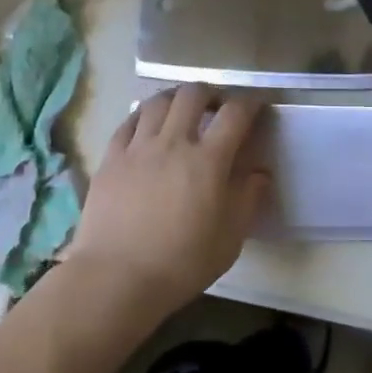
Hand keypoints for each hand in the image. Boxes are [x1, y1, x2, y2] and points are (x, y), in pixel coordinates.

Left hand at [70, 84, 267, 318]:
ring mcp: (138, 147)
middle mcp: (173, 142)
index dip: (250, 102)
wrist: (115, 280)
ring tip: (180, 111)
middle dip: (210, 93)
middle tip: (215, 107)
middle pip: (193, 94)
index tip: (256, 105)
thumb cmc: (180, 264)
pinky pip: (128, 121)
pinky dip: (143, 116)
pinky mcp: (111, 158)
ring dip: (175, 99)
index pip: (235, 113)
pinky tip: (147, 126)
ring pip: (158, 101)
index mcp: (208, 161)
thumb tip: (260, 172)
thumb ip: (247, 199)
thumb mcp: (229, 240)